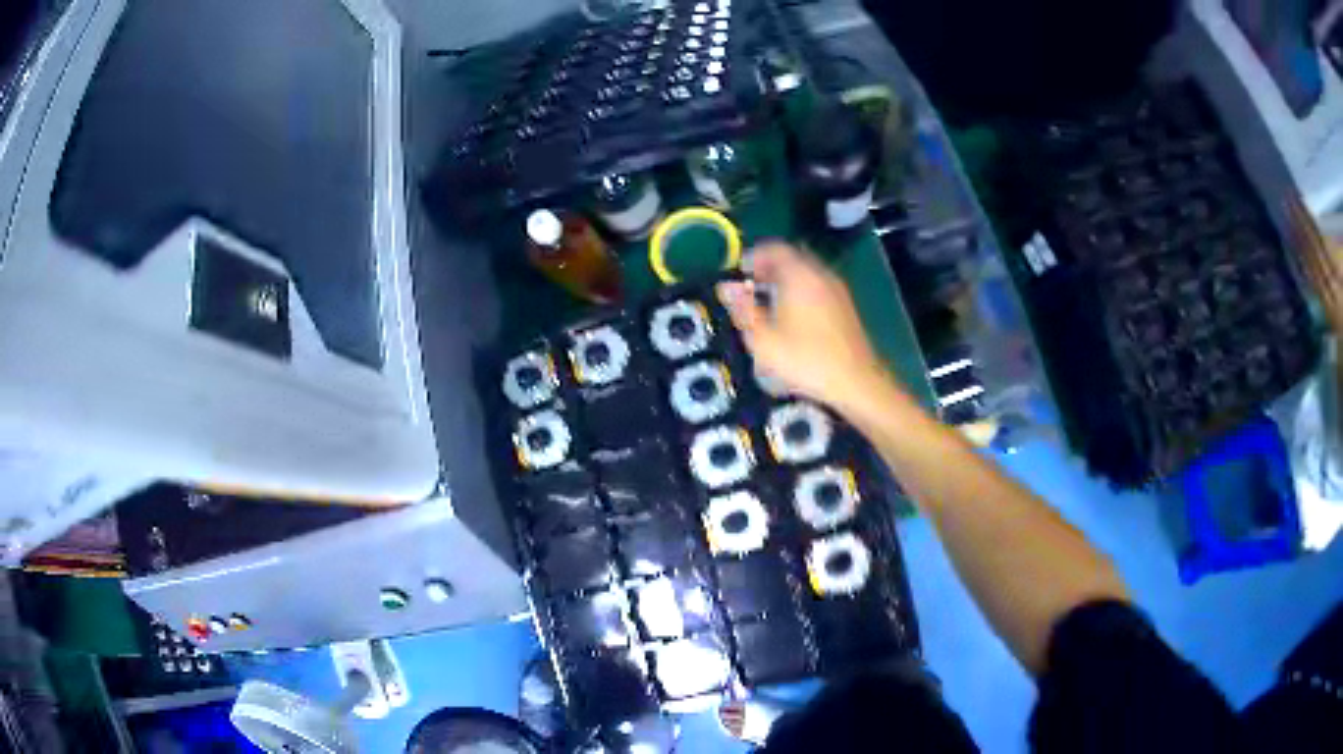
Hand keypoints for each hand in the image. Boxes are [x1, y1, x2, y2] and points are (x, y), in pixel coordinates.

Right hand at [717, 242, 888, 409]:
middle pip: (792, 258)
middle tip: (751, 287)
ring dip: (786, 280)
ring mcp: (837, 289)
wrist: (855, 382)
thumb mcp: (764, 340)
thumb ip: (743, 309)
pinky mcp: (846, 306)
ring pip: (806, 272)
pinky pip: (818, 286)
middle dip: (769, 268)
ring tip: (769, 303)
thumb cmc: (805, 360)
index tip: (740, 273)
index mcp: (799, 275)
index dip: (754, 256)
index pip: (774, 248)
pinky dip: (801, 291)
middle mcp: (820, 274)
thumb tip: (725, 286)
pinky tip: (793, 317)